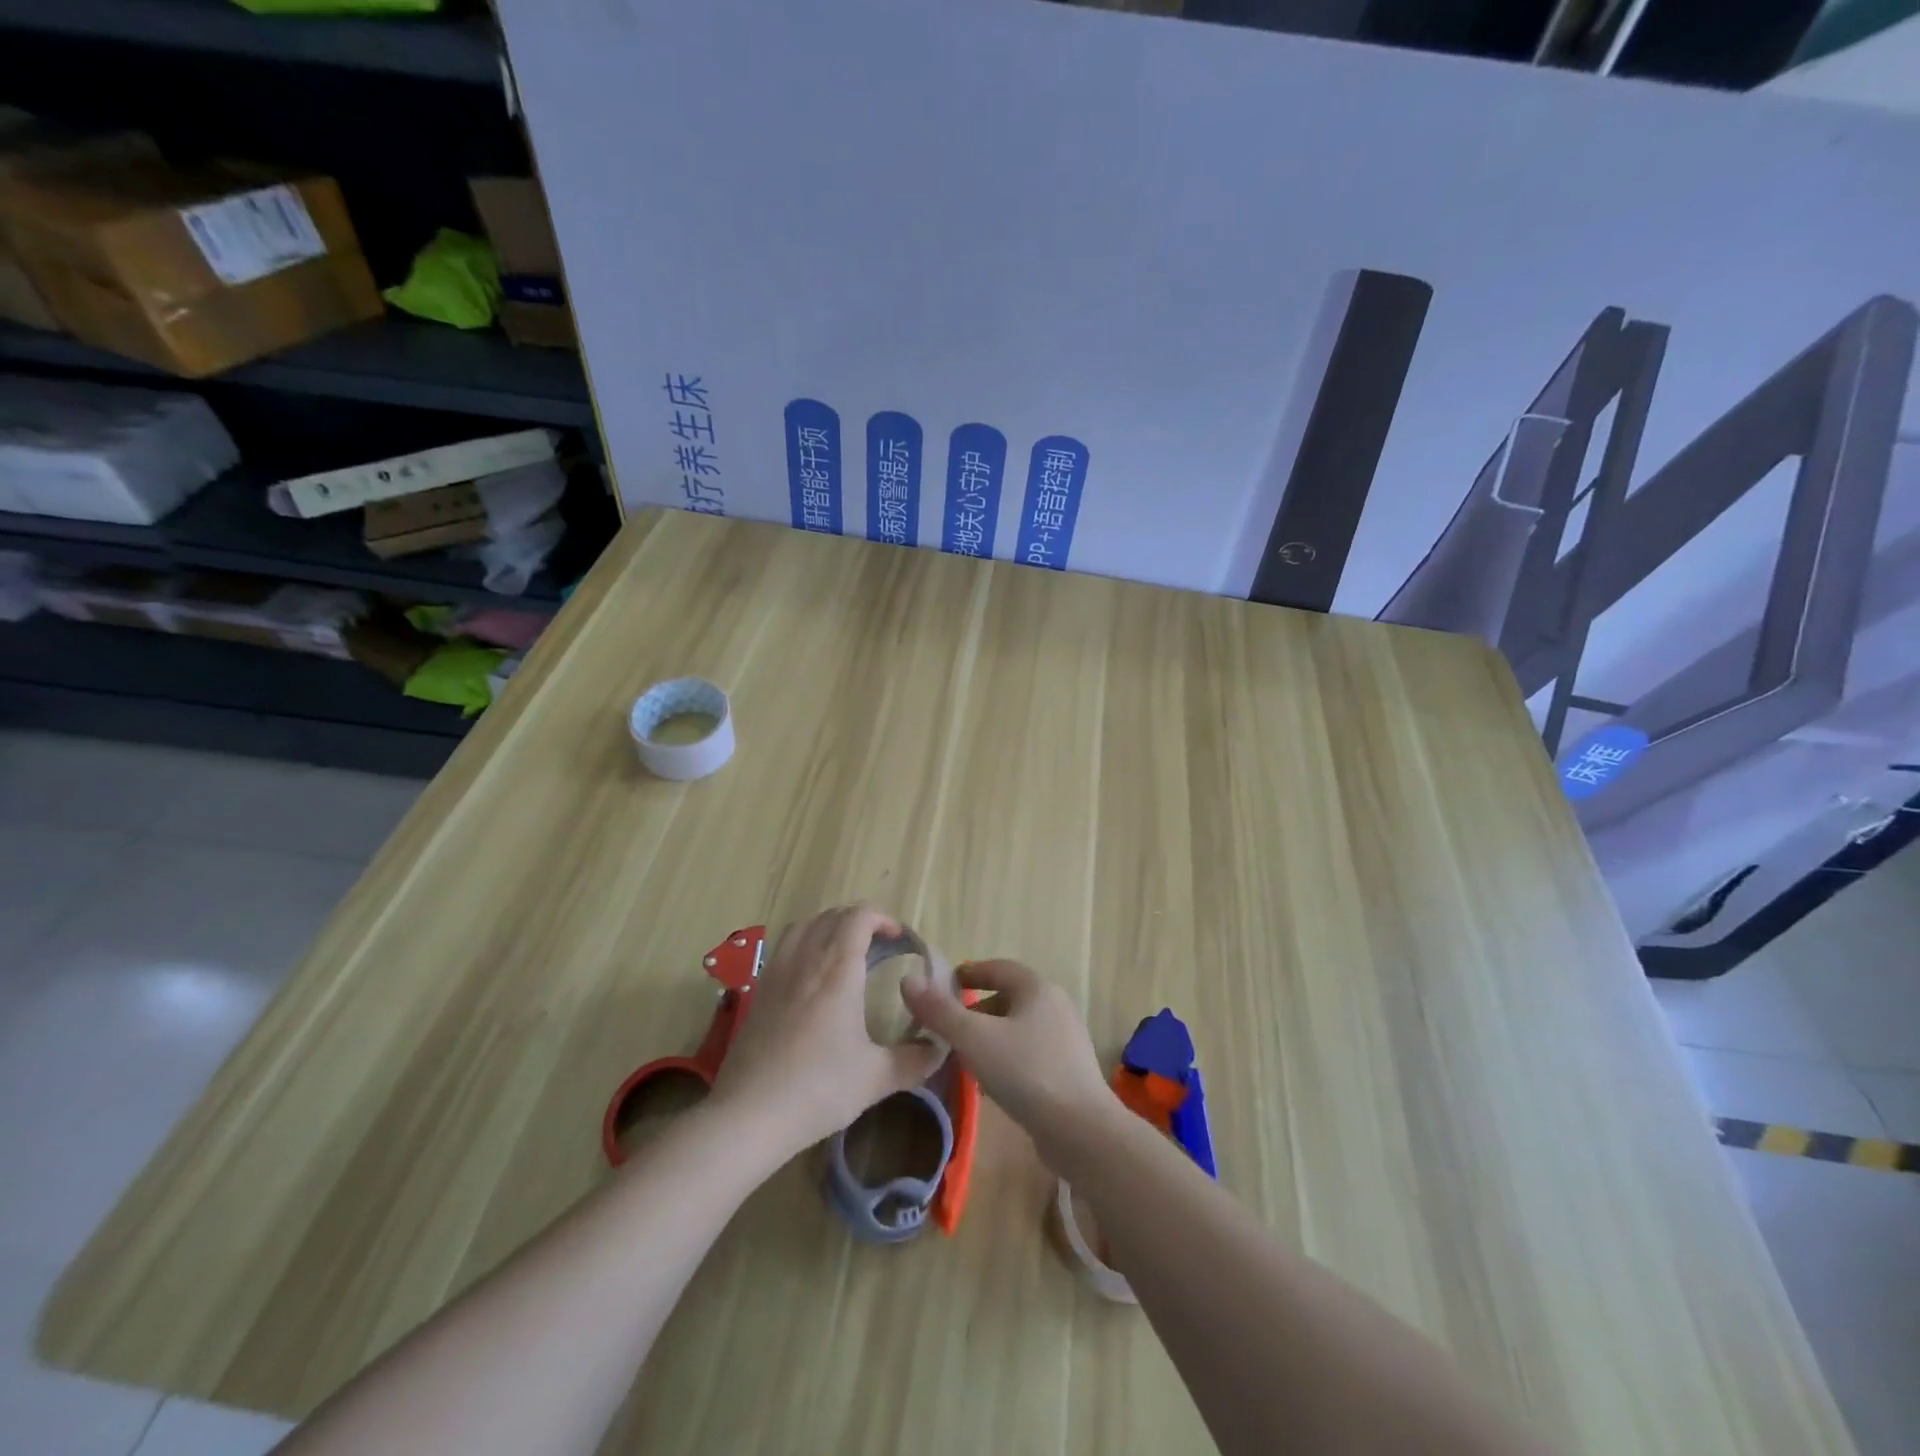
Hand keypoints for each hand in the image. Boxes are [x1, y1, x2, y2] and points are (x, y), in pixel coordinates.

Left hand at [709, 906, 944, 1155]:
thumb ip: (914, 1060)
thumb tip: (939, 1049)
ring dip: (828, 927)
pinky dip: (804, 944)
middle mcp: (806, 960)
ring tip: (844, 952)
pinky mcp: (758, 991)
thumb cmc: (818, 1089)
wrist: (748, 1114)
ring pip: (804, 926)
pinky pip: (784, 947)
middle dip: (859, 921)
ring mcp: (777, 972)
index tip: (900, 940)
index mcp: (838, 970)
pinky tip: (811, 977)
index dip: (883, 919)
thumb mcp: (876, 1078)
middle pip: (832, 916)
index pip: (859, 917)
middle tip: (879, 947)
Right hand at [899, 959, 1112, 1158]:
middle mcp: (1056, 1005)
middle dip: (976, 1010)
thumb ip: (940, 1011)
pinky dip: (1007, 1057)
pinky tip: (992, 1083)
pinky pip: (1030, 1052)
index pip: (998, 967)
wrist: (1081, 1130)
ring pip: (1018, 1027)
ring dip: (990, 1036)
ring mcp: (1066, 1038)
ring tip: (964, 1058)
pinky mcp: (1069, 1069)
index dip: (969, 973)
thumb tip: (908, 981)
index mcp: (1037, 988)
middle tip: (948, 1028)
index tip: (945, 985)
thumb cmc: (1025, 1072)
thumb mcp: (974, 1039)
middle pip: (1008, 997)